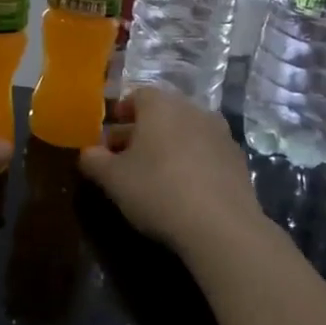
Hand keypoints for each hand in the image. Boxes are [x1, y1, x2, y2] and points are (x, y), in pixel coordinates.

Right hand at [79, 86, 259, 255]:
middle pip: (161, 114)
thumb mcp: (113, 179)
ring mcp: (220, 133)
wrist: (222, 227)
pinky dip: (192, 163)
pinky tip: (184, 190)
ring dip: (168, 147)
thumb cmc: (158, 191)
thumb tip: (87, 152)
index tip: (108, 139)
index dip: (119, 115)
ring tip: (154, 176)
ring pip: (185, 132)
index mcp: (160, 105)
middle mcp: (192, 109)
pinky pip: (205, 153)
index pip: (135, 96)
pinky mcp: (238, 160)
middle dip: (141, 132)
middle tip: (125, 160)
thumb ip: (94, 160)